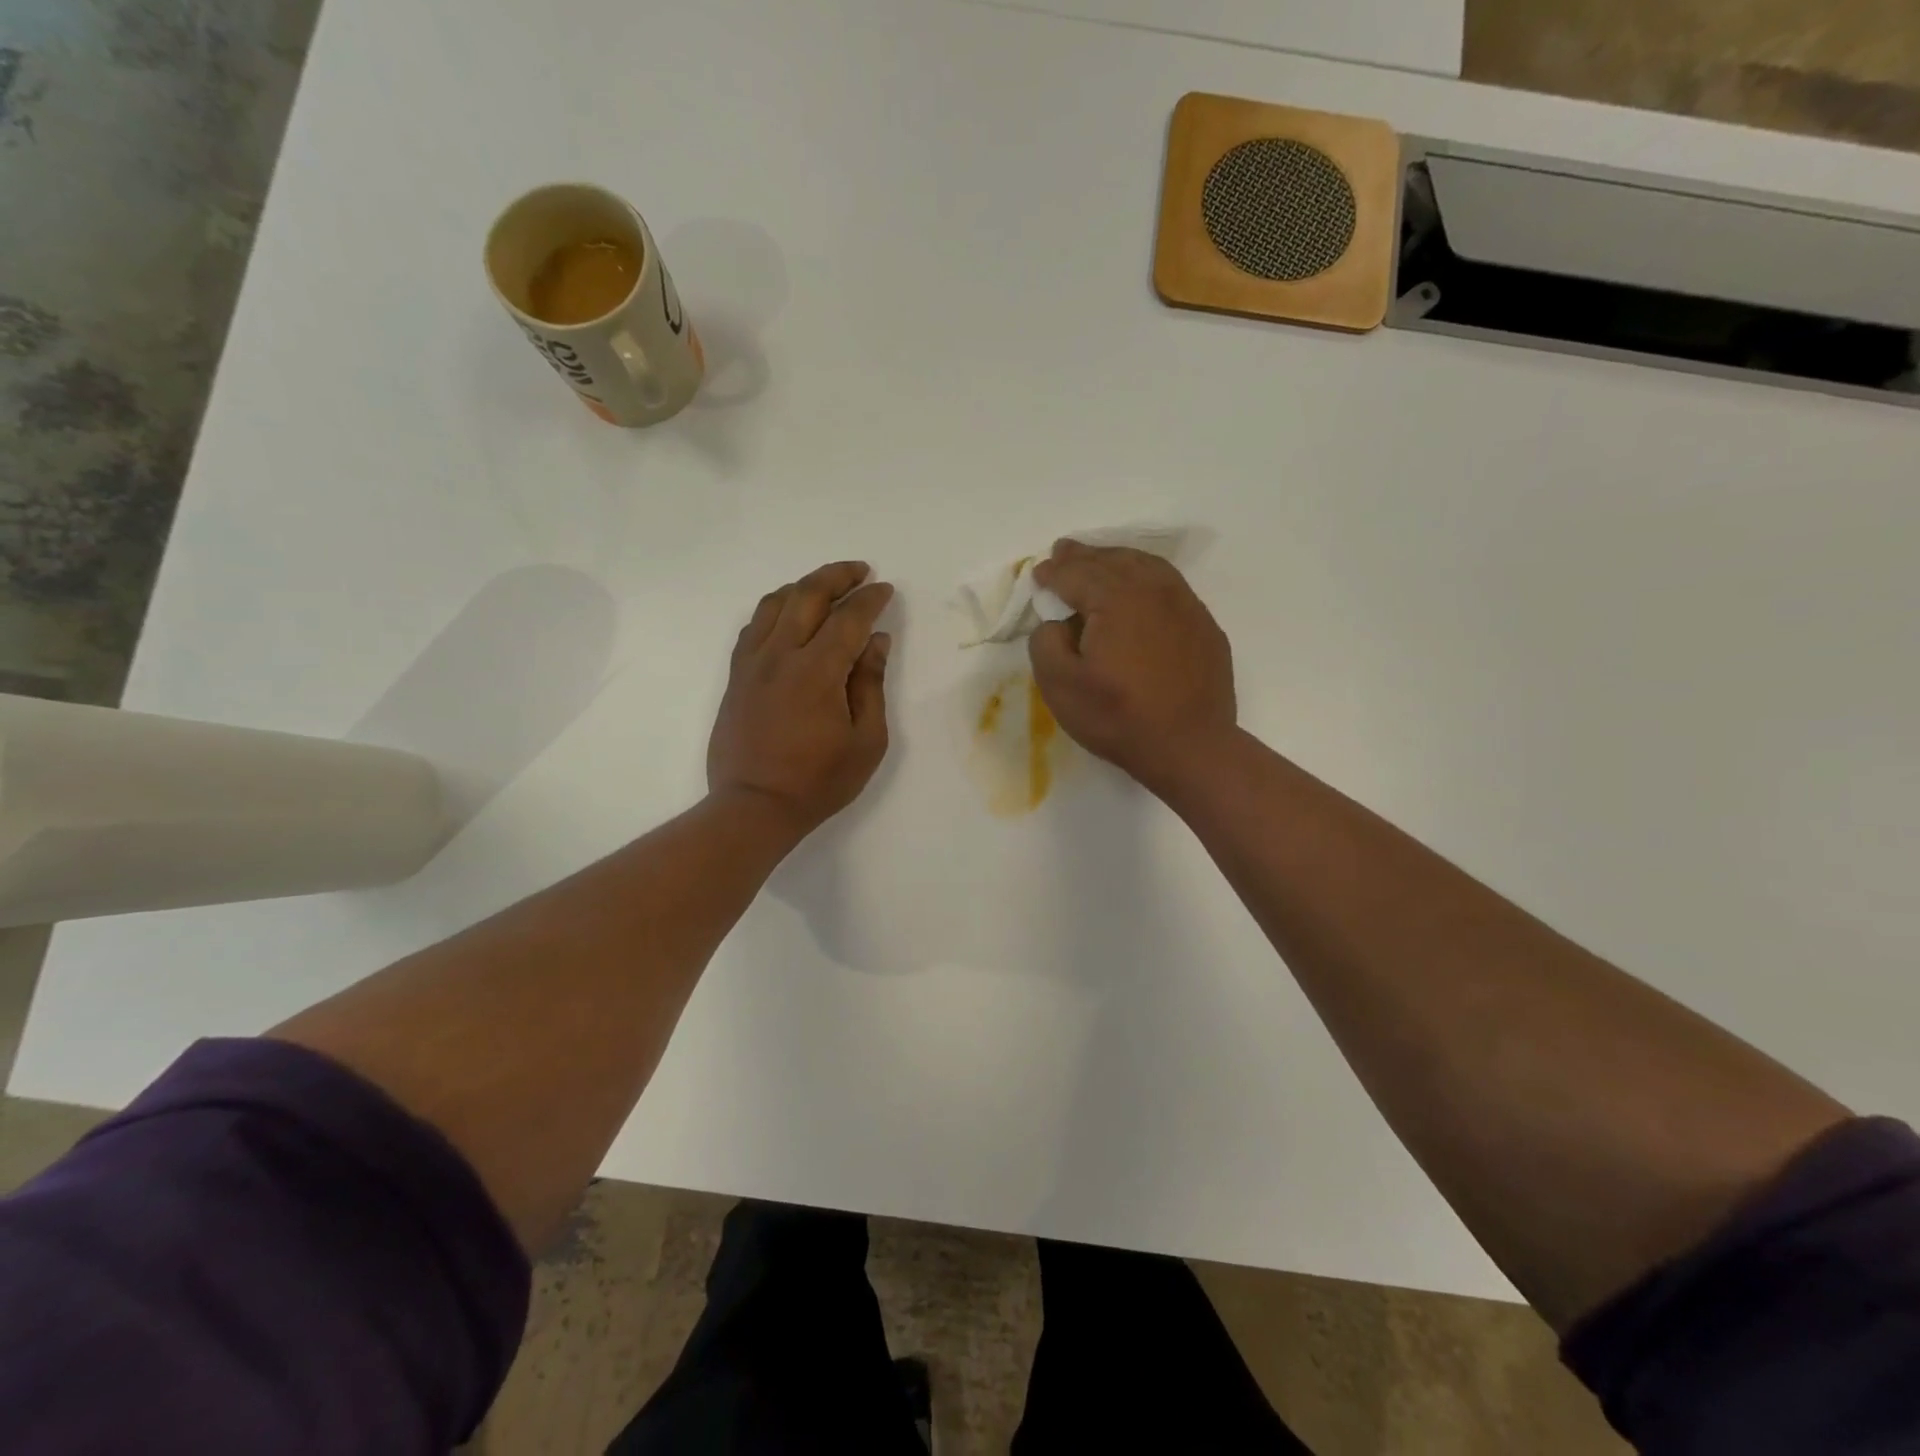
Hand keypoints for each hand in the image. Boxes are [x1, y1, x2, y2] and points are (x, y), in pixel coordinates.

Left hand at [708, 561, 893, 836]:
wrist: (753, 806)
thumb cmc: (819, 781)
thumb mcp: (866, 741)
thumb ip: (871, 685)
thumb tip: (876, 641)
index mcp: (817, 671)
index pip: (848, 618)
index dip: (870, 599)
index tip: (886, 589)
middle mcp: (780, 655)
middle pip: (807, 595)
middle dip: (837, 576)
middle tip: (860, 572)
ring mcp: (752, 663)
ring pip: (774, 603)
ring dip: (803, 586)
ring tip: (826, 587)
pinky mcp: (736, 676)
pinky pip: (754, 626)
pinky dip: (775, 609)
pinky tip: (788, 616)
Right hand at [1028, 541, 1235, 794]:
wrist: (1190, 746)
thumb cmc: (1119, 717)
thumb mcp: (1060, 686)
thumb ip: (1046, 643)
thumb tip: (1058, 623)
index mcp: (1116, 599)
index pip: (1077, 575)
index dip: (1054, 573)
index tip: (1039, 575)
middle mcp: (1154, 590)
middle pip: (1112, 562)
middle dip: (1084, 556)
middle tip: (1064, 551)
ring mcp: (1186, 606)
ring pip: (1146, 567)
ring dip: (1117, 559)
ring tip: (1100, 560)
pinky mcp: (1204, 626)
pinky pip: (1170, 586)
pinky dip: (1147, 577)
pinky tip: (1140, 587)